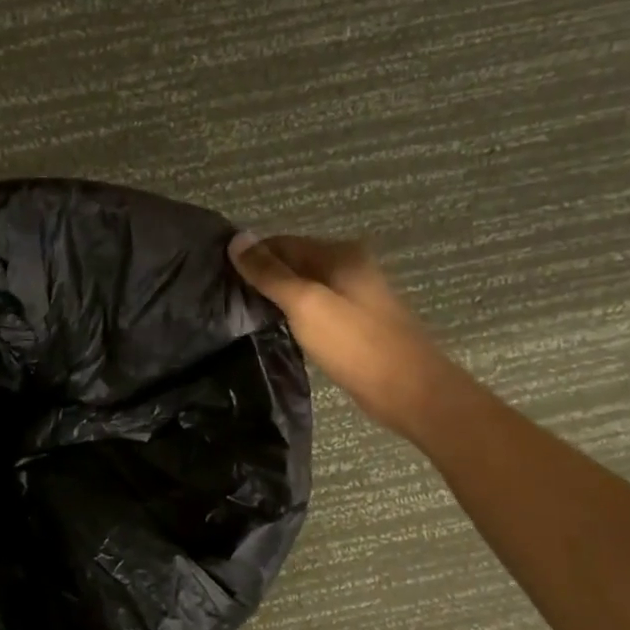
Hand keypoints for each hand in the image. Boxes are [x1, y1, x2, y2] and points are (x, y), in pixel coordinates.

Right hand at [229, 232, 453, 435]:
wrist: (409, 390)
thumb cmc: (354, 343)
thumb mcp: (305, 304)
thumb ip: (270, 273)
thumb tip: (236, 239)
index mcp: (340, 254)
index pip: (283, 242)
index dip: (252, 256)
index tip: (220, 278)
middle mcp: (350, 267)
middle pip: (294, 263)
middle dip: (262, 277)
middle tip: (227, 299)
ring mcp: (355, 296)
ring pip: (304, 287)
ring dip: (276, 297)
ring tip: (243, 315)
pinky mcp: (355, 322)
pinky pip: (315, 308)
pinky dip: (293, 314)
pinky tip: (275, 329)